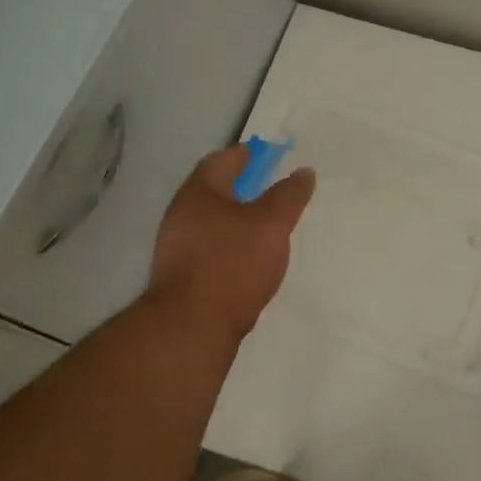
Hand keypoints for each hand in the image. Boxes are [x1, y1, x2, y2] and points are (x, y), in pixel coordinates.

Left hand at [147, 145, 315, 343]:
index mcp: (199, 192)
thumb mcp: (271, 223)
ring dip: (236, 218)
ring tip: (265, 225)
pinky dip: (230, 244)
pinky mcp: (182, 277)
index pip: (222, 160)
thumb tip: (303, 172)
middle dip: (241, 187)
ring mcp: (177, 248)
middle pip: (214, 191)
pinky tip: (248, 259)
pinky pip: (210, 248)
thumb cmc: (233, 262)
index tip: (267, 154)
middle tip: (271, 188)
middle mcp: (182, 214)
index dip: (246, 154)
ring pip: (211, 221)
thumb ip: (289, 196)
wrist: (191, 326)